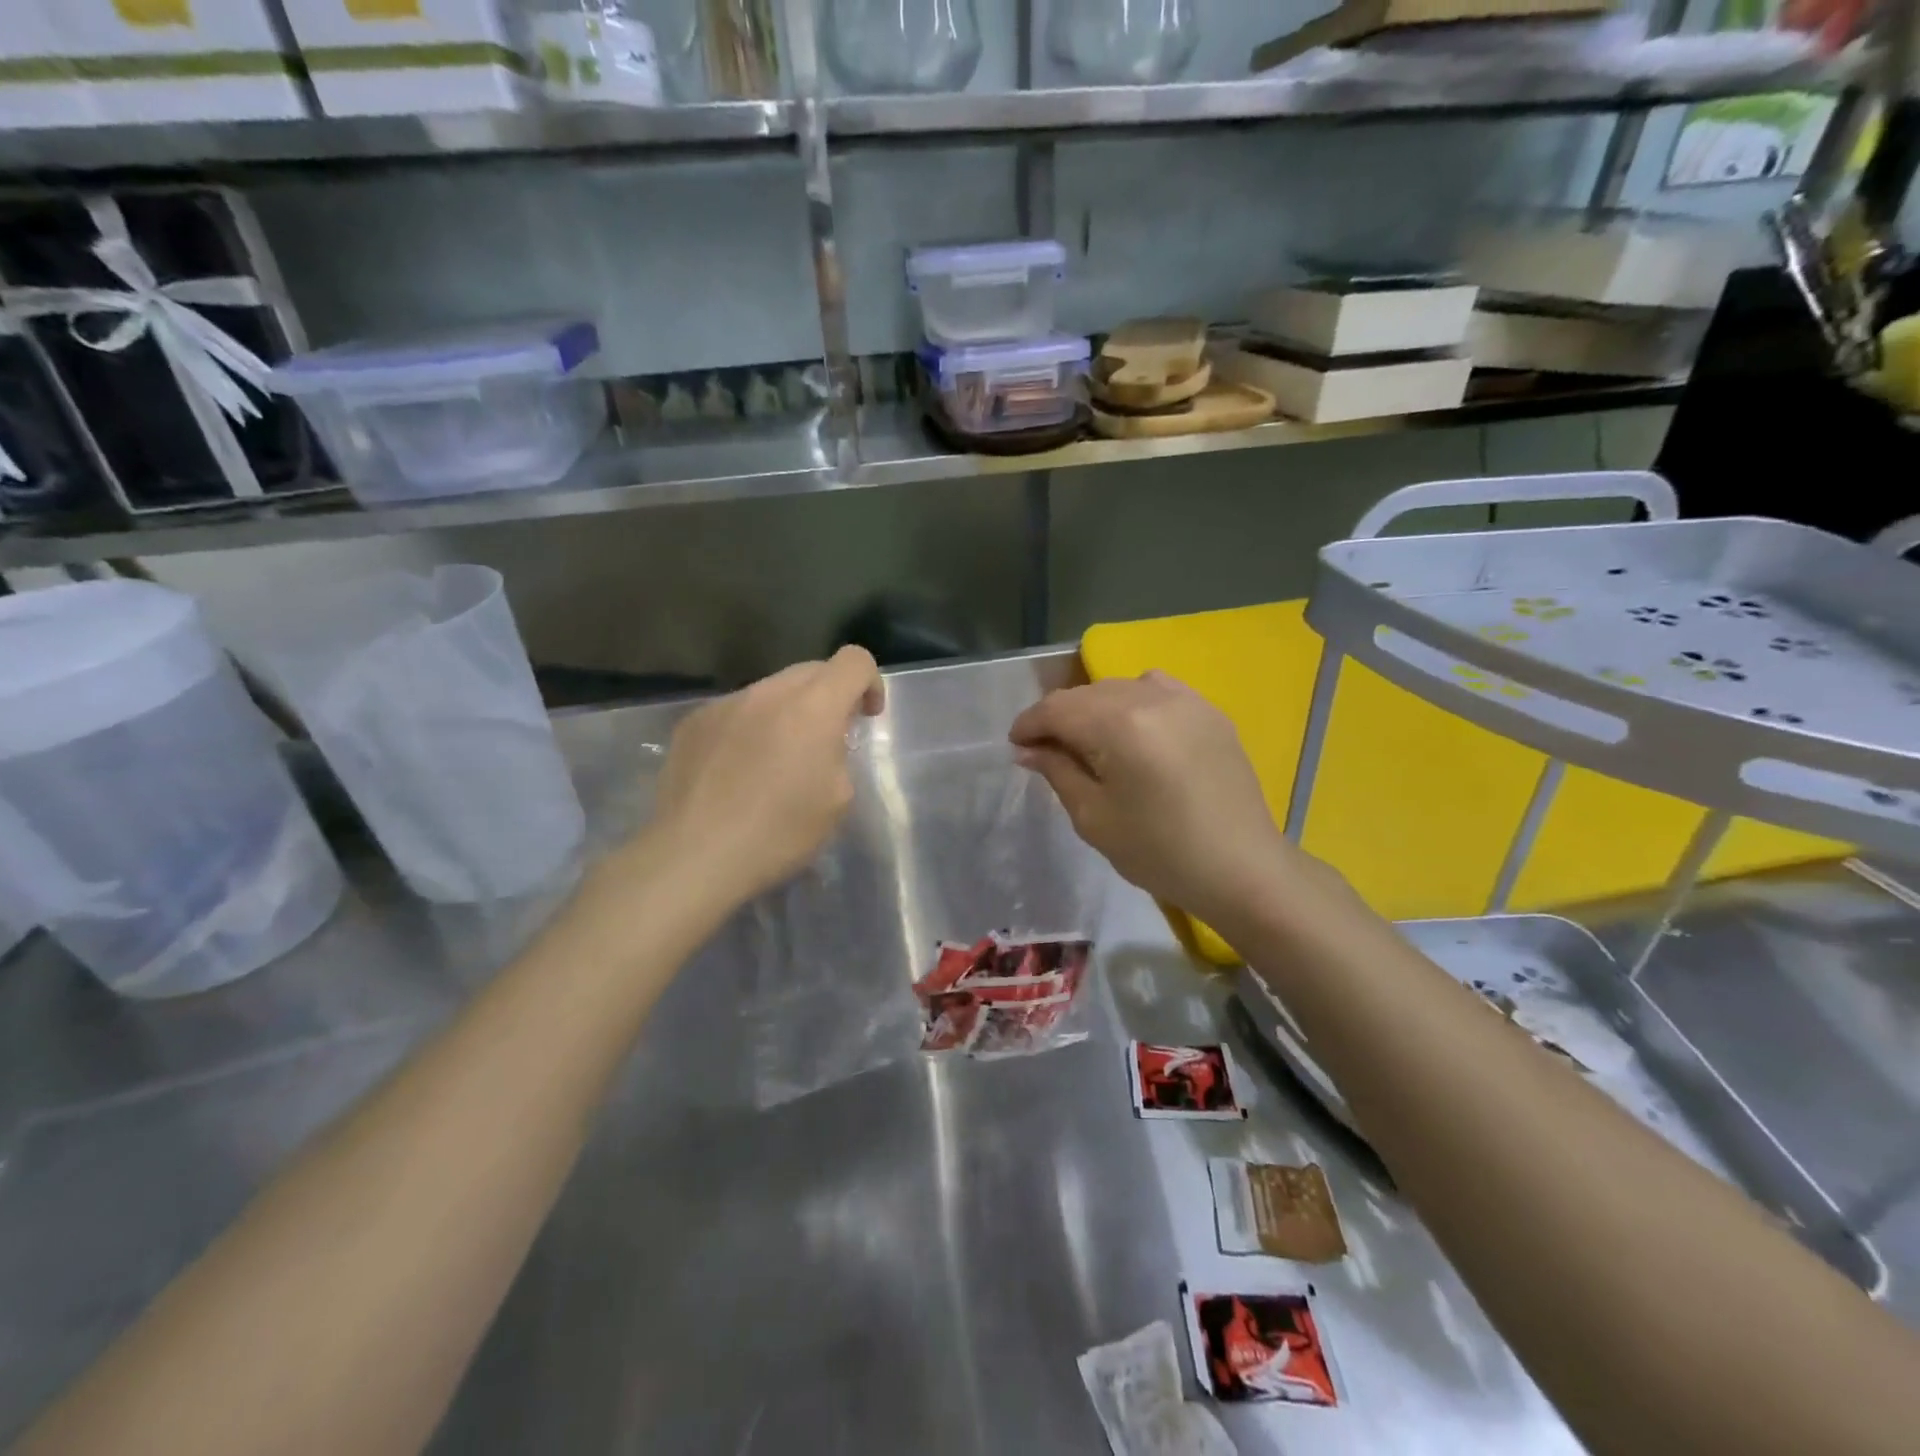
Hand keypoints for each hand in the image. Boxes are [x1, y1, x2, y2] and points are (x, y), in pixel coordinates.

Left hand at [651, 646, 883, 906]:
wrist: (694, 856)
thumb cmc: (779, 832)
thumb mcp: (838, 799)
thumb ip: (839, 754)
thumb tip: (823, 744)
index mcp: (813, 707)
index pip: (854, 660)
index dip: (870, 682)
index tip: (865, 717)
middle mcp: (769, 692)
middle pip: (811, 670)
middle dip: (829, 697)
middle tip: (825, 741)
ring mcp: (726, 704)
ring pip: (770, 691)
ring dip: (786, 713)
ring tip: (776, 760)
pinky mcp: (693, 723)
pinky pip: (735, 712)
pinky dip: (749, 729)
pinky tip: (737, 772)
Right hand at [1009, 672, 1303, 926]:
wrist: (1241, 868)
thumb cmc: (1159, 852)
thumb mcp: (1094, 818)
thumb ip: (1058, 771)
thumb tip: (1028, 749)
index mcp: (1120, 726)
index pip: (1057, 708)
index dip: (1029, 723)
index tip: (1016, 745)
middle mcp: (1151, 698)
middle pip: (1086, 694)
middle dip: (1058, 717)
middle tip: (1046, 750)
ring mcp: (1186, 700)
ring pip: (1119, 688)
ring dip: (1094, 708)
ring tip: (1089, 741)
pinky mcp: (1209, 711)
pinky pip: (1157, 689)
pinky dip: (1133, 701)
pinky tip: (1134, 729)